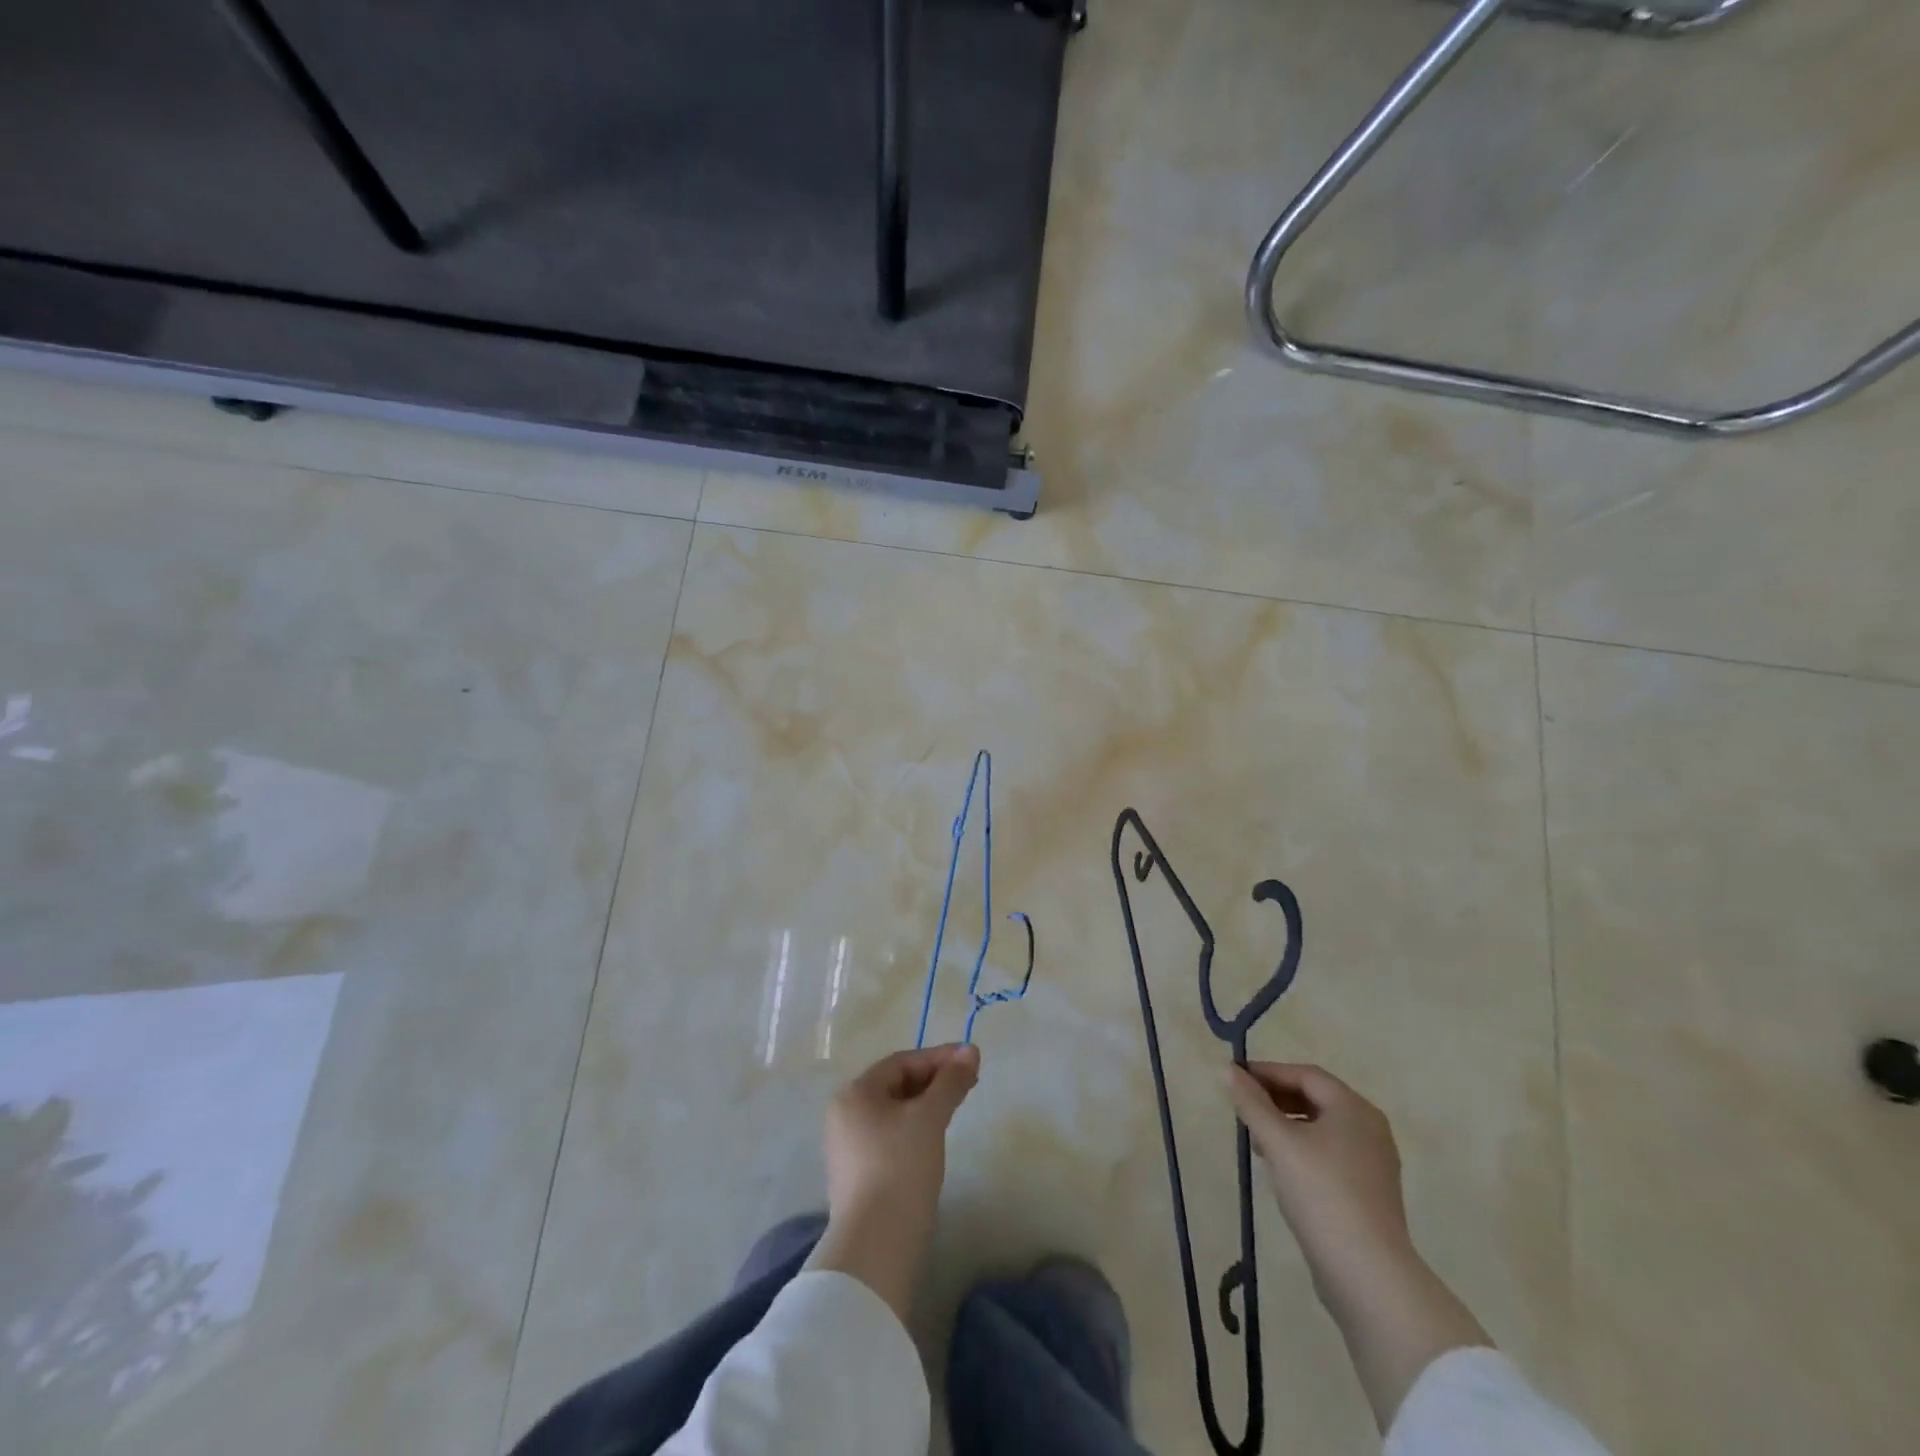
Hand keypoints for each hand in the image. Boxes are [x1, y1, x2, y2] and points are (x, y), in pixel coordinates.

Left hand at [807, 1044, 979, 1320]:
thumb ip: (951, 1081)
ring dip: (926, 1105)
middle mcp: (845, 1114)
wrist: (875, 1246)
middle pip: (895, 1085)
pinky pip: (890, 1136)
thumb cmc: (901, 1168)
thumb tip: (971, 1050)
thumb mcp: (930, 1118)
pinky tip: (934, 1138)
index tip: (972, 1060)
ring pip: (894, 1111)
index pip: (901, 1062)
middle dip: (934, 1080)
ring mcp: (848, 1146)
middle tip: (969, 1083)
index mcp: (855, 1093)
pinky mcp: (857, 1175)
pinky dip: (914, 1128)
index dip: (939, 1057)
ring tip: (956, 1107)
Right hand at [1226, 1061, 1413, 1289]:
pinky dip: (1302, 1150)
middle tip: (1242, 1108)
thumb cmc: (1321, 1193)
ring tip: (1255, 1140)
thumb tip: (1229, 1070)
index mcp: (1354, 1108)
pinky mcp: (1370, 1193)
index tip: (1234, 1078)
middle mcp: (1370, 1128)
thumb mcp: (1278, 1143)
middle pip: (1315, 1099)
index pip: (1305, 1074)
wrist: (1368, 1275)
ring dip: (1286, 1126)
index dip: (1267, 1072)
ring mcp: (1374, 1163)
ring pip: (1321, 1128)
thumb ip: (1251, 1103)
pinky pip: (1330, 1154)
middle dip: (1275, 1099)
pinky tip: (1281, 1168)